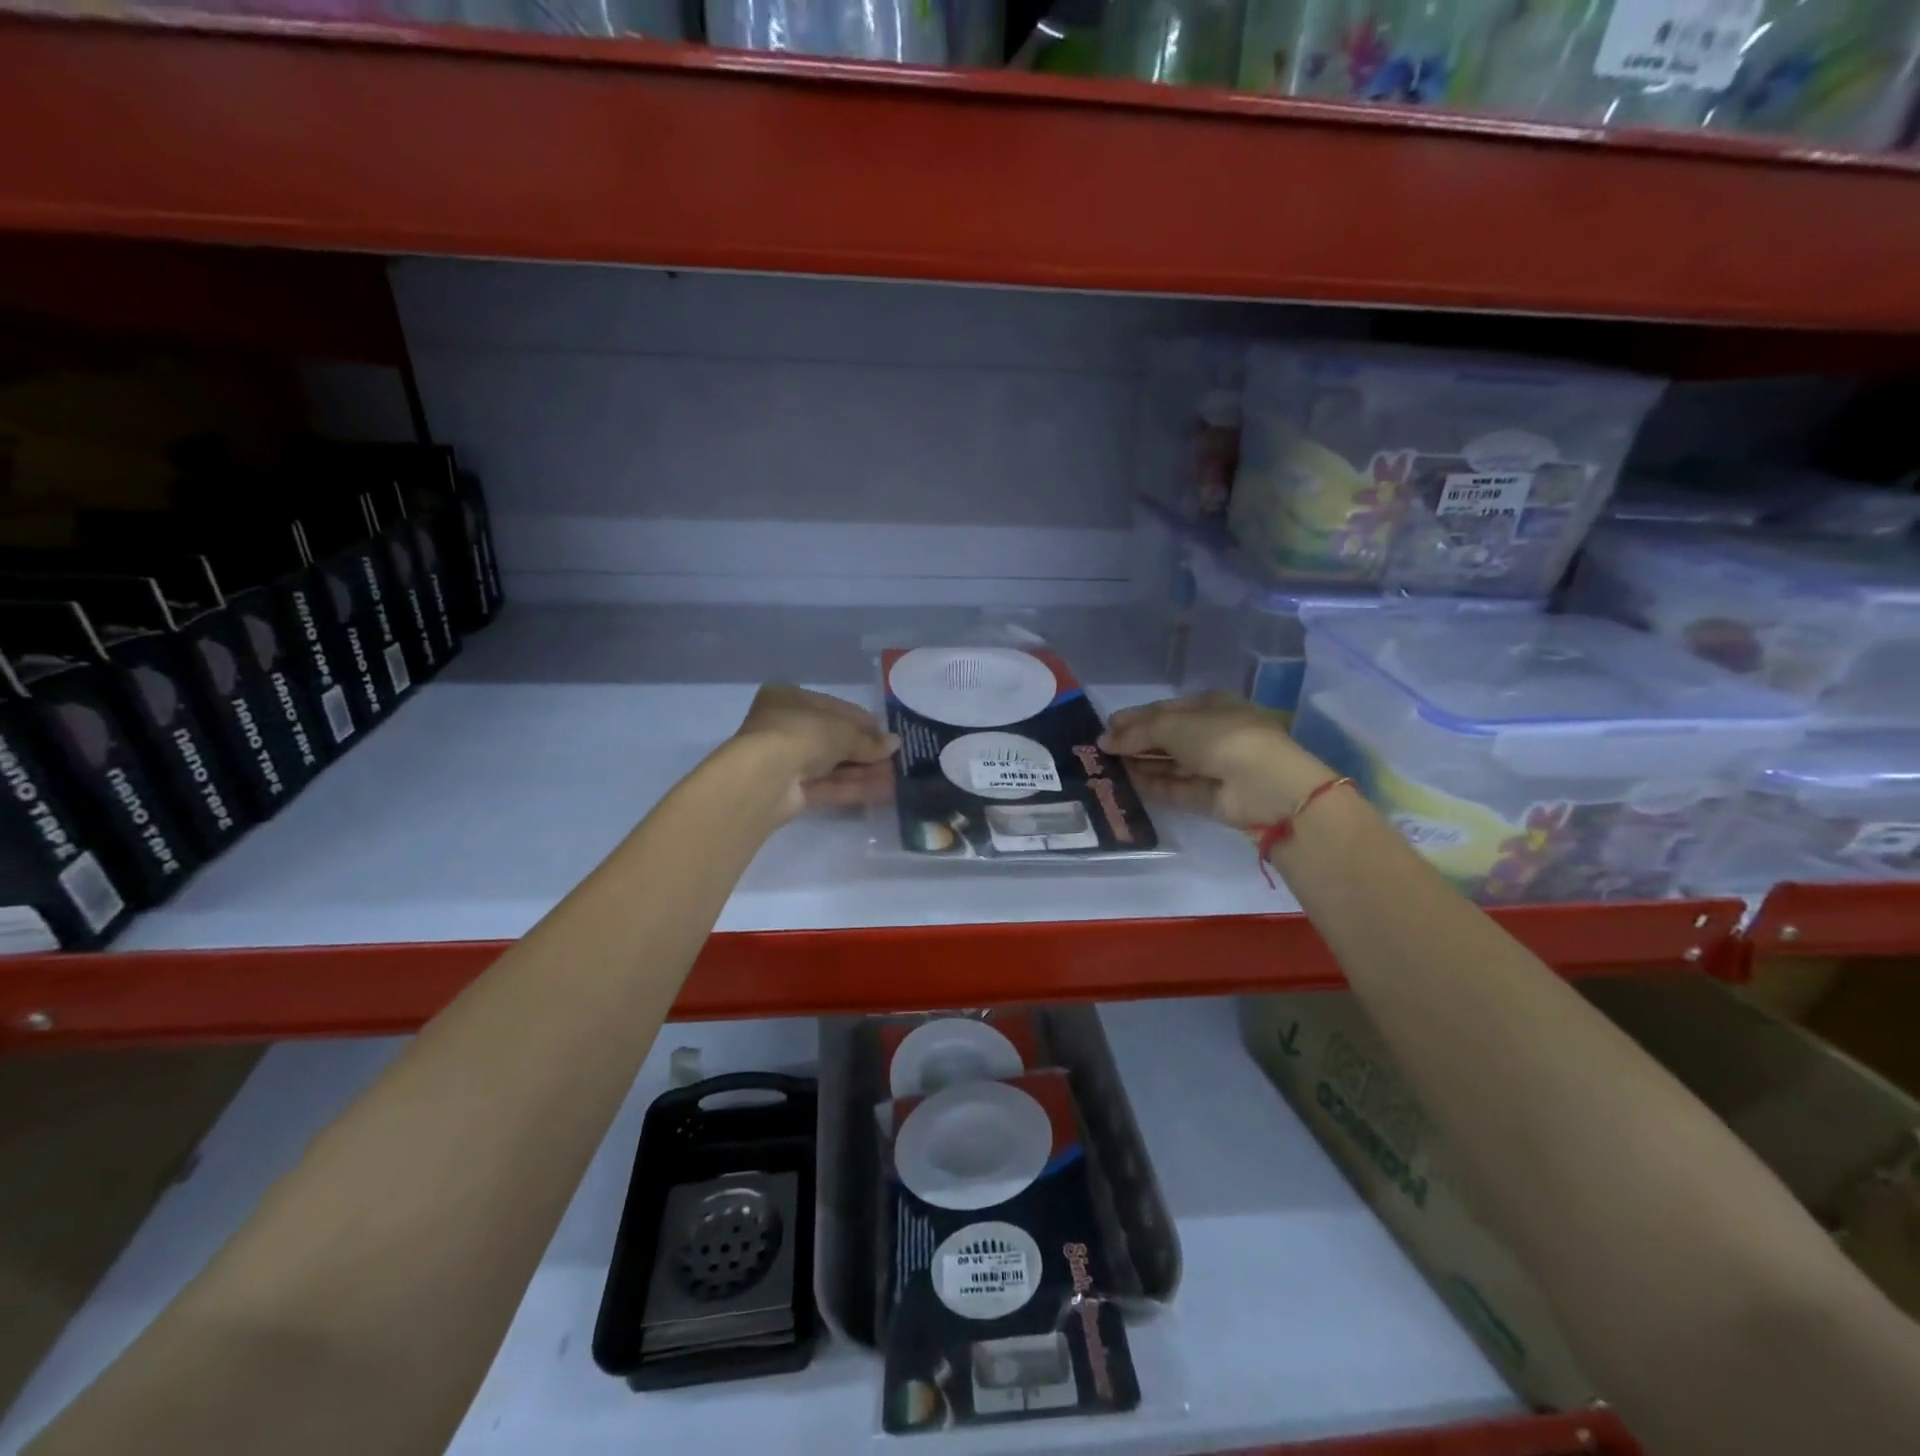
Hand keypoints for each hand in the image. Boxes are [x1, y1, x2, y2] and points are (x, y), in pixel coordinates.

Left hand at [732, 685, 897, 820]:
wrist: (764, 777)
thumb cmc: (802, 734)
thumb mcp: (842, 730)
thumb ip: (868, 740)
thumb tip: (895, 744)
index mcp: (788, 699)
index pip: (832, 708)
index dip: (862, 721)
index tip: (887, 733)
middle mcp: (784, 727)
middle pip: (832, 739)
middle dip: (864, 750)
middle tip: (894, 758)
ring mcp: (786, 762)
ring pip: (832, 766)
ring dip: (863, 771)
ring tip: (896, 777)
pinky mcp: (790, 792)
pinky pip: (828, 786)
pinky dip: (853, 788)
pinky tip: (883, 791)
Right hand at [1098, 691, 1334, 828]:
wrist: (1263, 784)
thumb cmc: (1220, 737)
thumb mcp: (1172, 724)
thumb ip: (1137, 731)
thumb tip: (1105, 739)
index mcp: (1209, 706)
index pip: (1165, 710)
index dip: (1135, 718)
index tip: (1105, 728)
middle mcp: (1211, 734)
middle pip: (1165, 738)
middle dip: (1135, 742)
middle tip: (1100, 751)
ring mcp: (1211, 767)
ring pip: (1169, 764)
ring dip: (1140, 764)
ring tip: (1105, 768)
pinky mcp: (1209, 797)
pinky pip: (1175, 788)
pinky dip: (1153, 785)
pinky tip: (1127, 784)